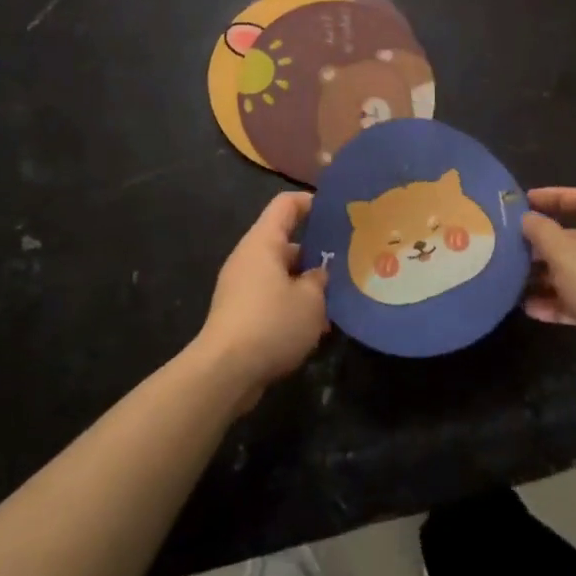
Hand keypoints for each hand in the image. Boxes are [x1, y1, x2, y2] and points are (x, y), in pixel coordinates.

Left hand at [193, 192, 329, 409]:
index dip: (312, 202)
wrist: (225, 372)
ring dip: (308, 285)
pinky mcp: (241, 314)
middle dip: (318, 253)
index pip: (286, 205)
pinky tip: (318, 327)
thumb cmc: (271, 323)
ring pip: (283, 274)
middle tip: (350, 262)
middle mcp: (249, 258)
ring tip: (339, 299)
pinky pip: (273, 298)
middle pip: (287, 242)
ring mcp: (242, 287)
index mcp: (263, 242)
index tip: (339, 212)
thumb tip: (318, 274)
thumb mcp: (311, 300)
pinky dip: (294, 306)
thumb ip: (320, 280)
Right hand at [520, 188, 575, 394]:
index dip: (554, 196)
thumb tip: (528, 218)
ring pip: (575, 270)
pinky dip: (557, 301)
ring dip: (545, 275)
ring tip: (514, 280)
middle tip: (512, 247)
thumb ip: (542, 233)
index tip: (525, 202)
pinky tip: (531, 309)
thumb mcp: (566, 256)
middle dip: (543, 242)